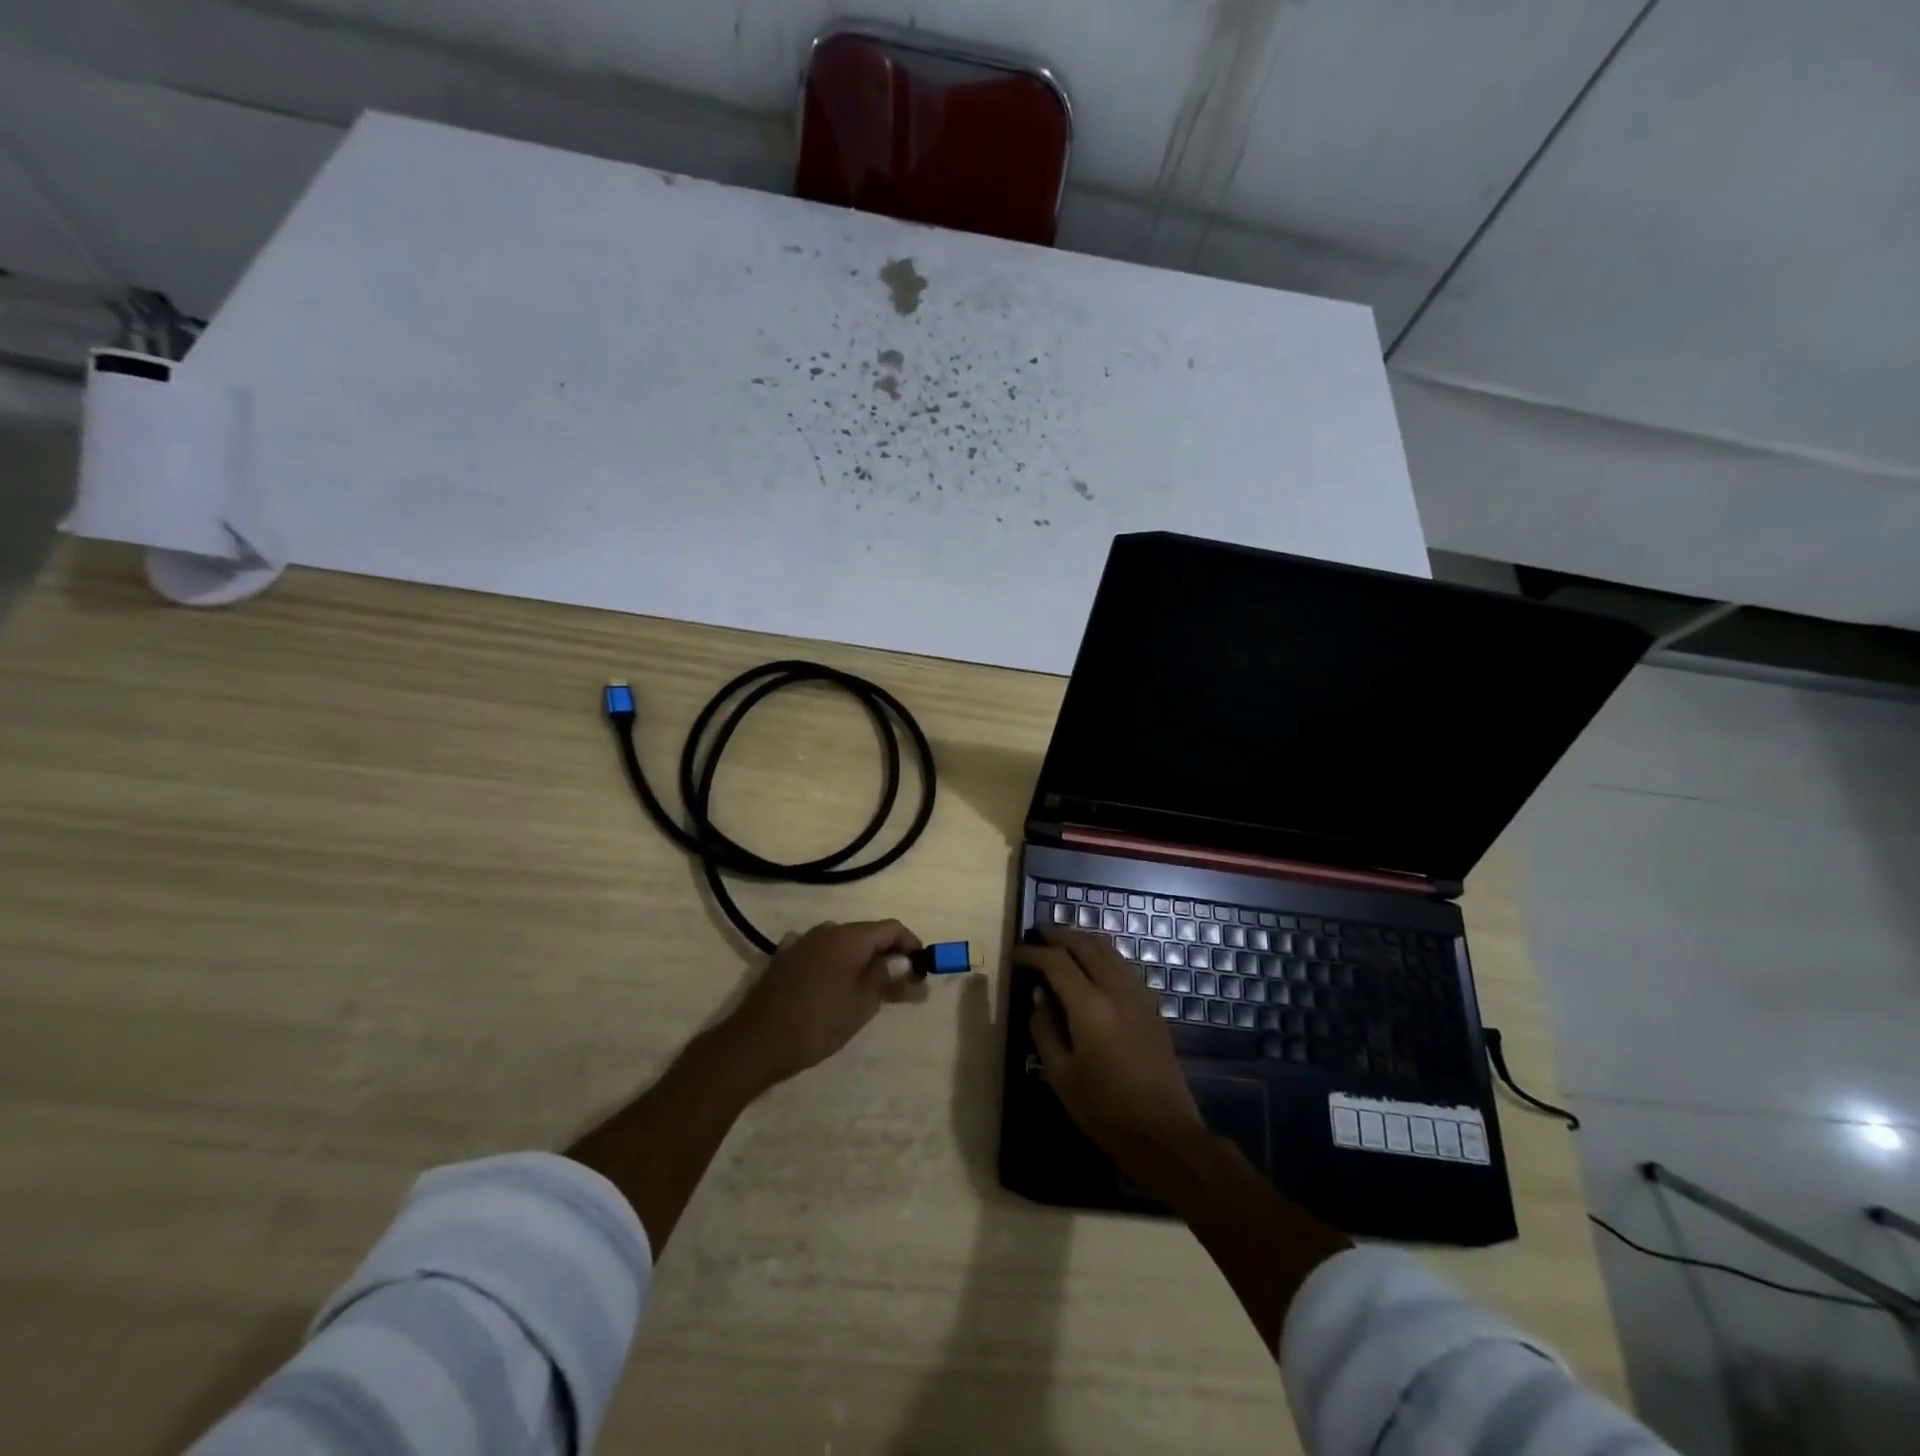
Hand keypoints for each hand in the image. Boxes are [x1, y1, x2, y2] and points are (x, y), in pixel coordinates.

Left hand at [718, 920, 922, 1091]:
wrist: (756, 1042)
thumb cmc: (817, 1024)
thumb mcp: (861, 1004)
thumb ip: (886, 977)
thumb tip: (906, 962)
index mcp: (849, 937)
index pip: (891, 928)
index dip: (911, 945)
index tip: (922, 969)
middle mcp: (826, 931)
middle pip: (867, 934)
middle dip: (889, 956)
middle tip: (903, 985)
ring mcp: (802, 942)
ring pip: (843, 943)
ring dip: (862, 960)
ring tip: (872, 988)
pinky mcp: (784, 958)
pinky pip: (819, 952)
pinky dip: (835, 963)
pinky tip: (834, 981)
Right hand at [1014, 928, 1208, 1188]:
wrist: (1164, 1133)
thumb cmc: (1105, 1109)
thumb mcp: (1061, 1075)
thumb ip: (1044, 1029)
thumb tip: (1040, 998)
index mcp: (1090, 1006)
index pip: (1056, 962)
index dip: (1033, 952)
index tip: (1016, 953)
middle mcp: (1116, 989)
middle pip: (1086, 944)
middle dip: (1059, 935)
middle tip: (1037, 936)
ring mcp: (1139, 995)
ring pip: (1109, 949)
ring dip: (1083, 940)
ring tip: (1062, 945)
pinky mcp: (1152, 1005)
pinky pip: (1123, 965)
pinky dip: (1102, 955)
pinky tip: (1092, 967)